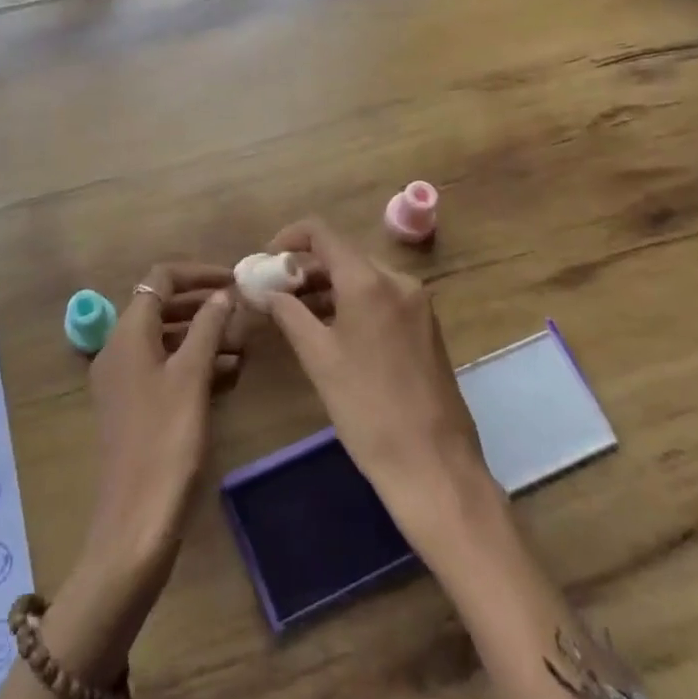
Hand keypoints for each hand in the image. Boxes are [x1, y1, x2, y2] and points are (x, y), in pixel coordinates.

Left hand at [44, 263, 235, 681]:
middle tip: (243, 308)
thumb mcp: (191, 377)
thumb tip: (223, 293)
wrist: (135, 522)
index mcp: (127, 333)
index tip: (235, 279)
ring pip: (165, 338)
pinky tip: (228, 372)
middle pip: (161, 306)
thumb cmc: (166, 440)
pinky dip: (193, 361)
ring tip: (243, 340)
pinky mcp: (134, 406)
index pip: (160, 279)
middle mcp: (119, 349)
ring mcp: (124, 379)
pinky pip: (164, 367)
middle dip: (202, 302)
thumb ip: (207, 327)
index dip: (198, 273)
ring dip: (201, 332)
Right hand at [261, 221, 493, 543]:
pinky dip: (352, 303)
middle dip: (305, 268)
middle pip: (343, 254)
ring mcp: (418, 303)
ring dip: (327, 287)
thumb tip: (264, 290)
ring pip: (363, 277)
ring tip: (295, 313)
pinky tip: (332, 330)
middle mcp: (398, 280)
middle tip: (274, 292)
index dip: (288, 239)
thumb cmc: (367, 409)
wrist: (434, 465)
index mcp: (369, 280)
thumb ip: (289, 314)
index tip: (264, 261)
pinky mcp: (426, 327)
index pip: (322, 233)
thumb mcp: (319, 358)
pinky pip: (382, 298)